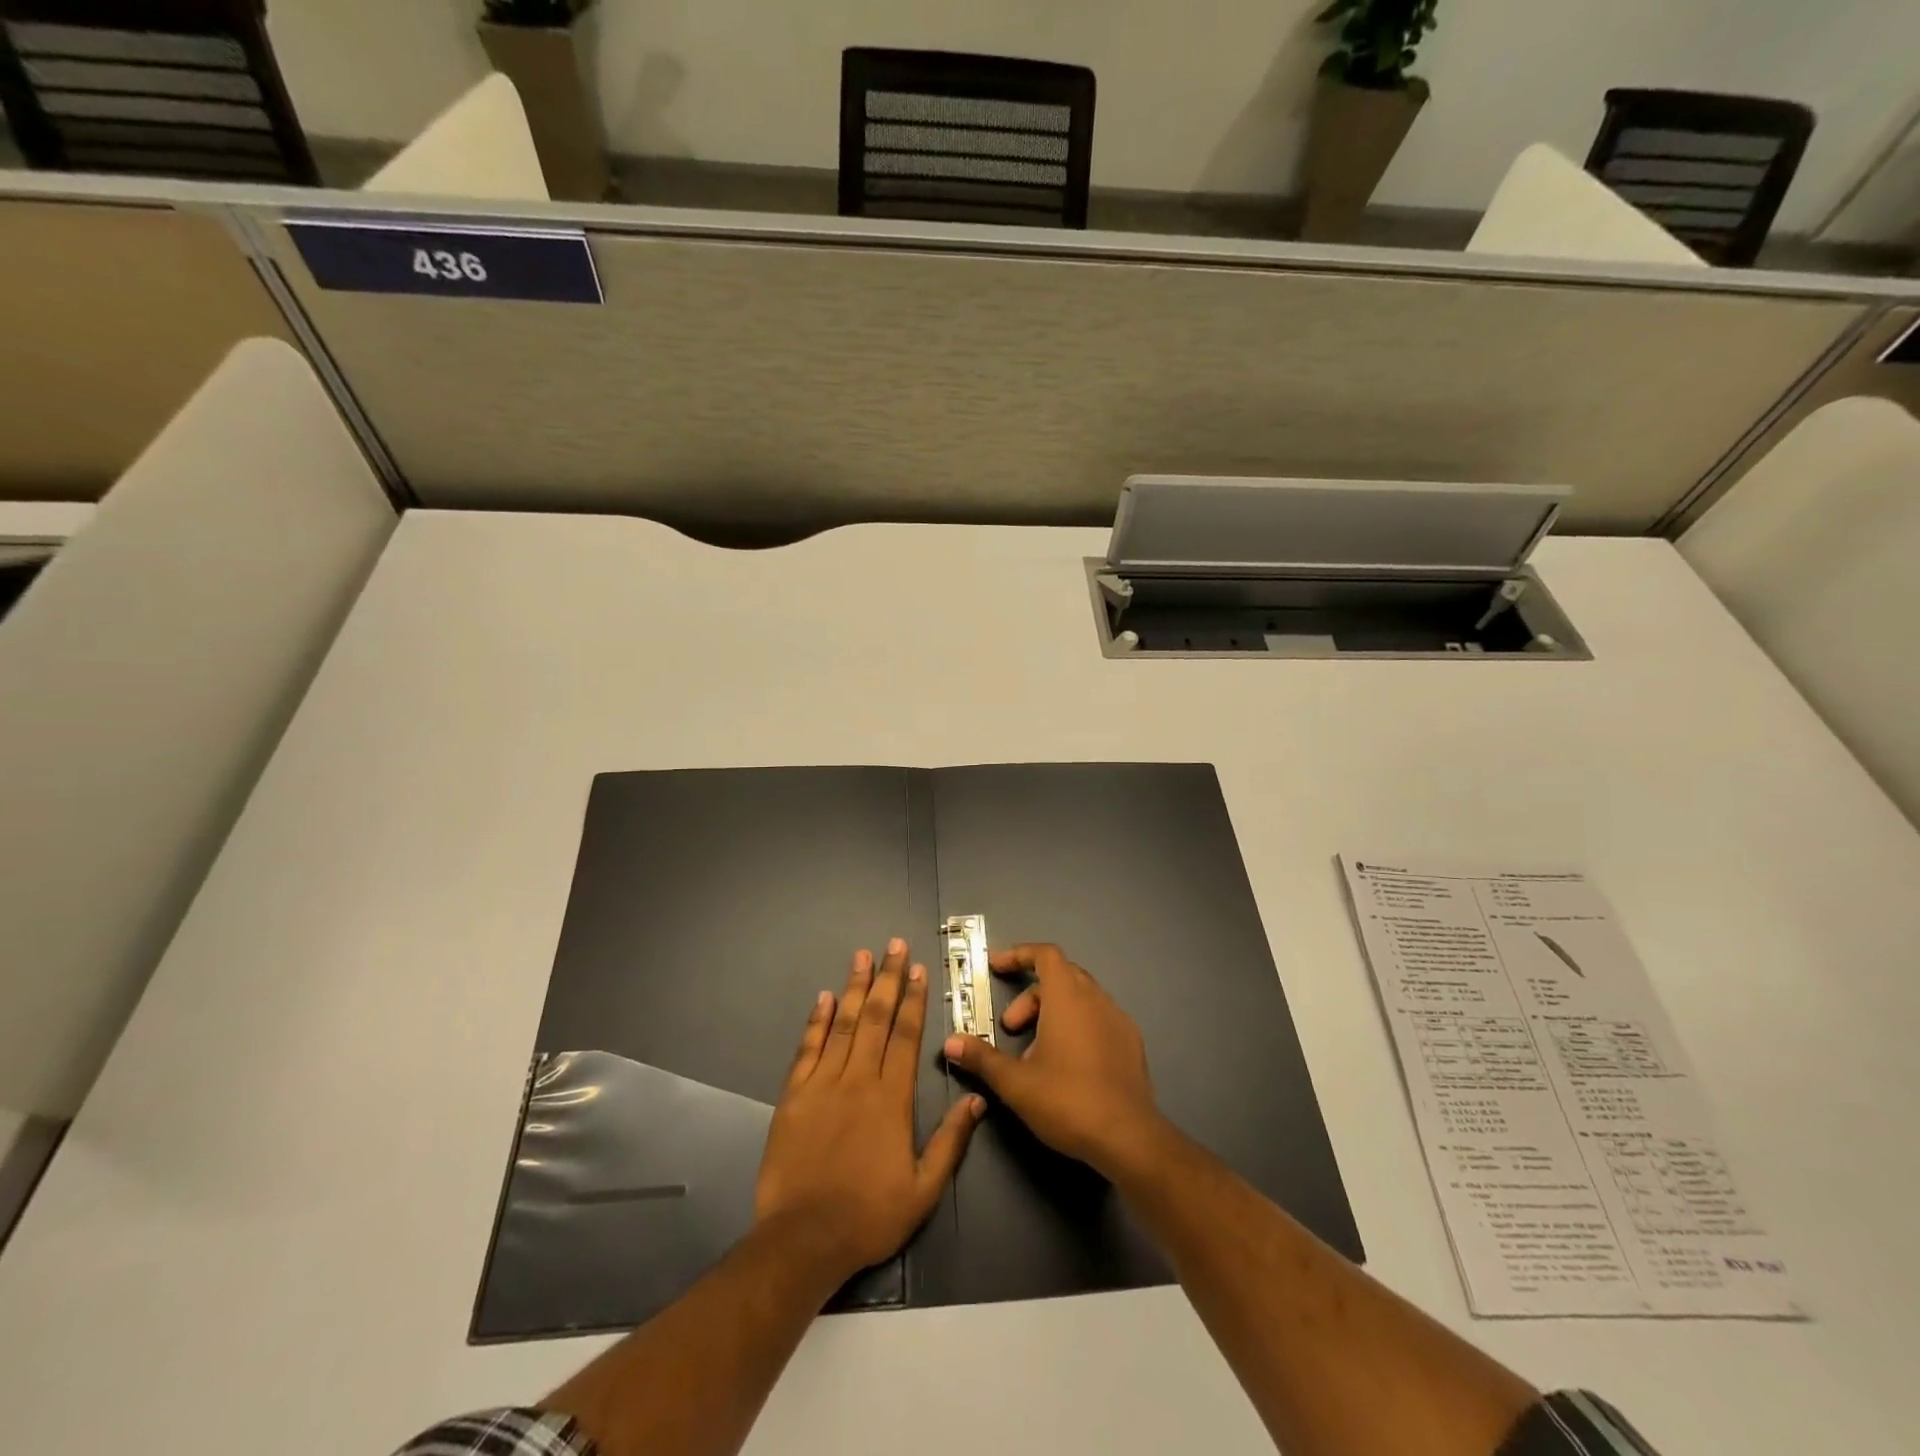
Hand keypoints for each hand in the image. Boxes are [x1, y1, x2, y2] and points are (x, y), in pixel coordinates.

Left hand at [755, 939, 983, 1285]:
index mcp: (892, 1098)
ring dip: (853, 987)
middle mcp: (859, 1080)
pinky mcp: (793, 1096)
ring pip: (842, 1024)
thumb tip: (976, 1100)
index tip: (916, 969)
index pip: (905, 1036)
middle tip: (892, 945)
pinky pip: (807, 1048)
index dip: (913, 999)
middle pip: (875, 1018)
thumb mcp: (923, 1189)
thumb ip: (951, 1141)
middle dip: (886, 978)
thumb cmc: (870, 1215)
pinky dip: (816, 1021)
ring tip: (861, 955)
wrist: (804, 1239)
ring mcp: (822, 1084)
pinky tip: (823, 997)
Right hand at [942, 942, 1167, 1178]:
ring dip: (1052, 1013)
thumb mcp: (1015, 1082)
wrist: (1129, 1138)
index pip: (1045, 954)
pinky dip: (1076, 1026)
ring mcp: (1118, 1019)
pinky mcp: (1131, 1043)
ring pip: (1080, 998)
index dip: (1018, 955)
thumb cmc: (1067, 1100)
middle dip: (1030, 996)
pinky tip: (1066, 1064)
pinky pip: (1098, 1018)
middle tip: (1010, 1028)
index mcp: (1068, 996)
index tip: (996, 967)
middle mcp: (1095, 998)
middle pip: (1060, 976)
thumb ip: (981, 1058)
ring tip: (1035, 1053)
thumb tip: (951, 1042)